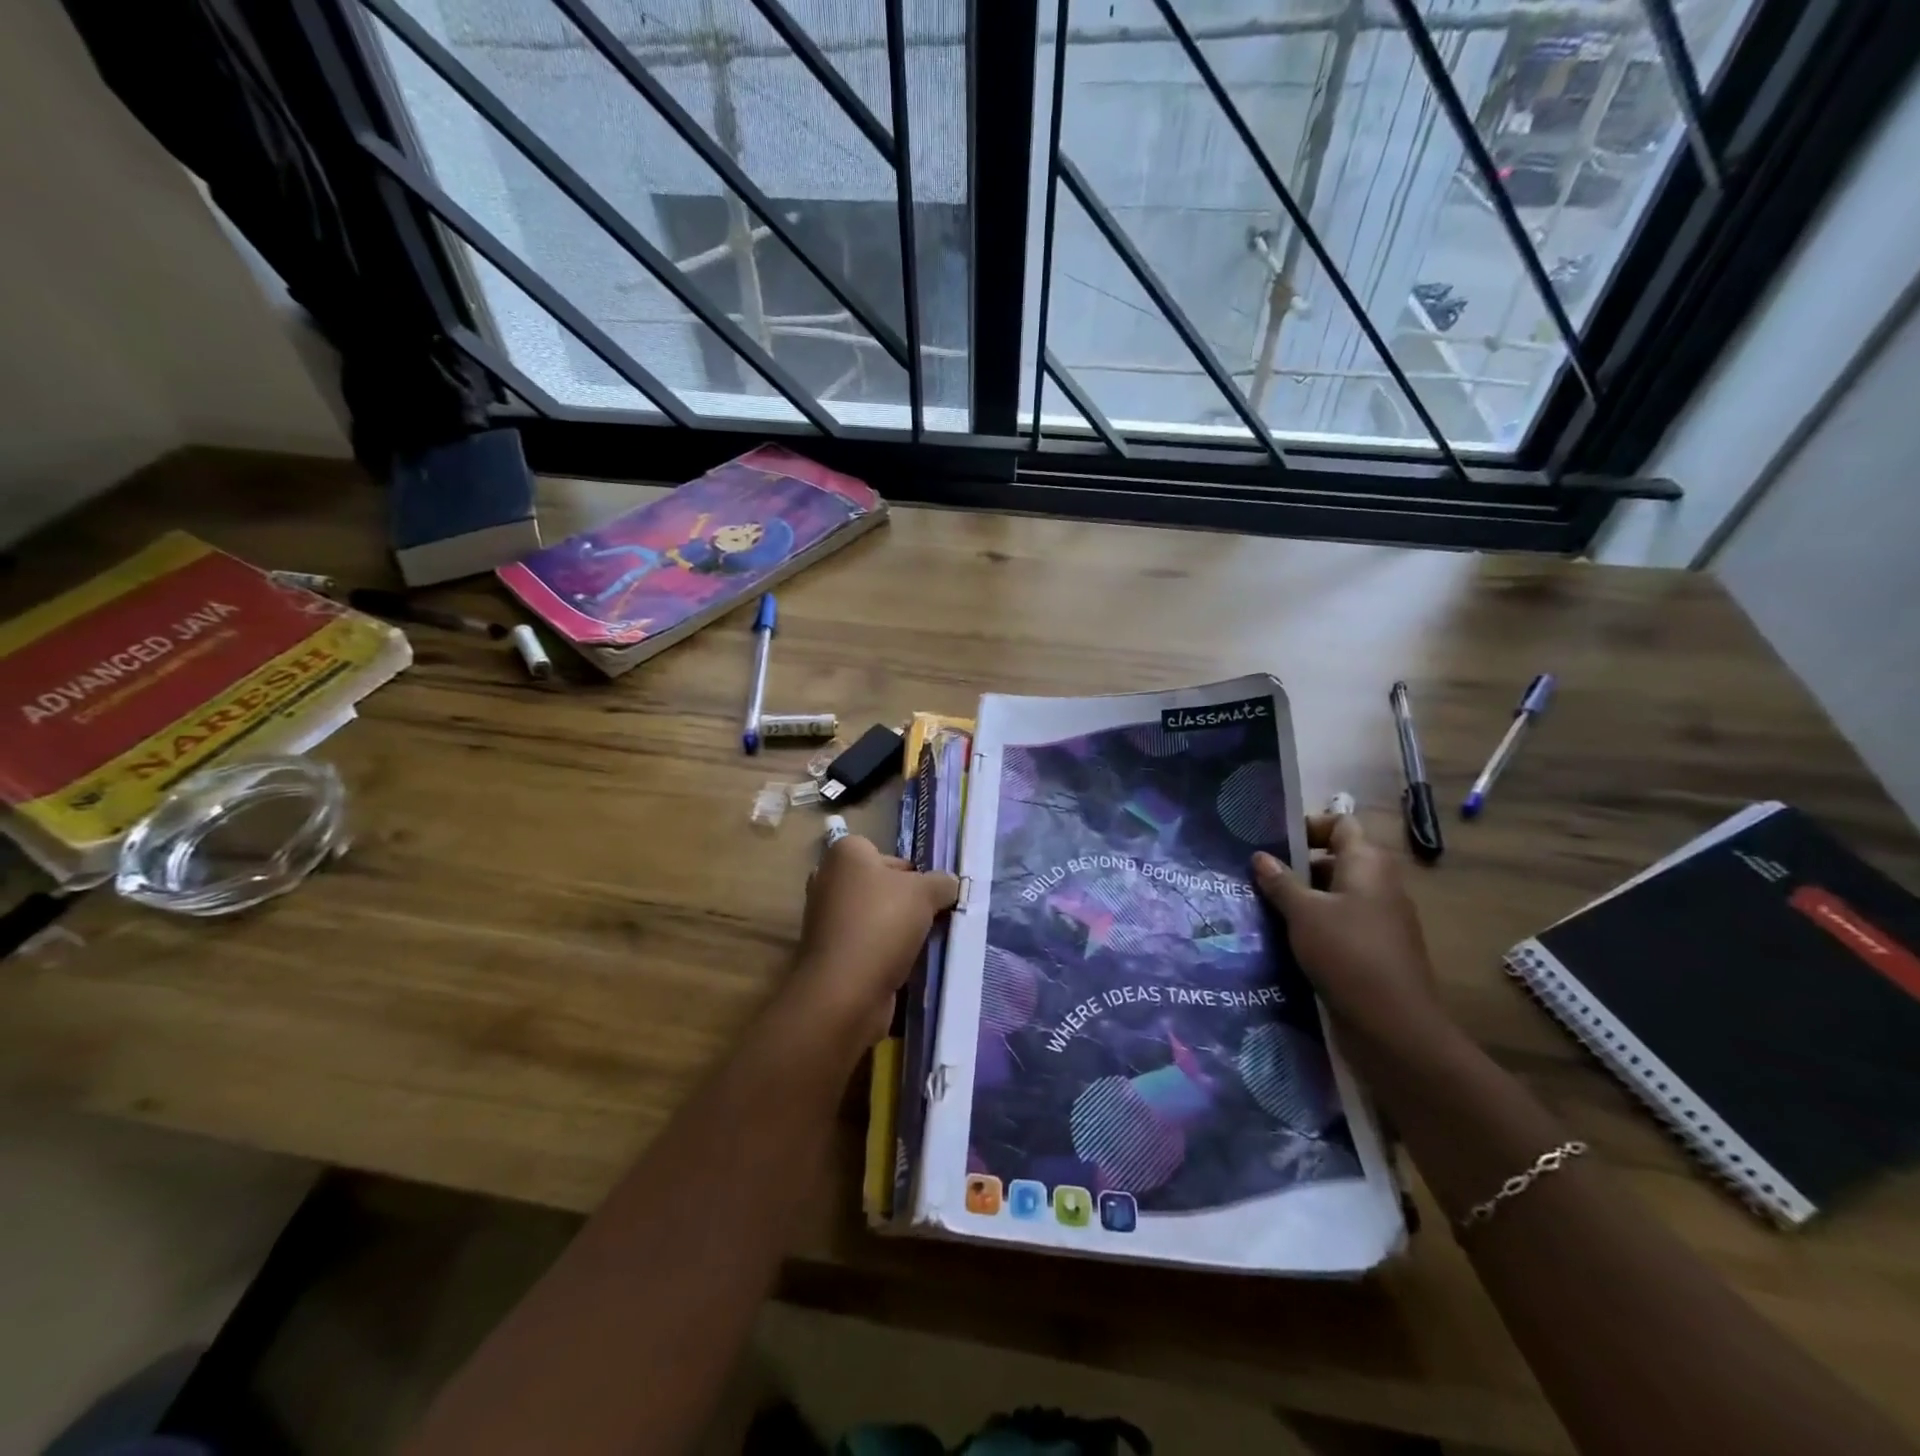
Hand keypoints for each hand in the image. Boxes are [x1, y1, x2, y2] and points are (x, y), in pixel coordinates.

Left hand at [789, 834, 958, 1051]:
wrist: (845, 991)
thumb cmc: (882, 924)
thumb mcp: (926, 892)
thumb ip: (942, 882)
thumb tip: (948, 884)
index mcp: (845, 854)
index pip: (885, 853)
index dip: (912, 870)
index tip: (932, 892)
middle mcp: (828, 880)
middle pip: (881, 885)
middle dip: (907, 900)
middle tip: (935, 916)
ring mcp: (825, 919)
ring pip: (875, 916)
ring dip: (898, 929)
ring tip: (926, 942)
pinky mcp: (829, 953)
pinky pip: (867, 943)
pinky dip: (885, 952)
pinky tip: (907, 963)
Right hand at [1251, 814, 1448, 1057]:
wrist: (1393, 1027)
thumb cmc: (1347, 954)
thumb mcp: (1303, 913)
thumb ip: (1280, 882)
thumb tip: (1260, 856)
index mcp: (1367, 865)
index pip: (1341, 824)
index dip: (1309, 825)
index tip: (1272, 840)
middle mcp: (1378, 885)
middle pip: (1334, 859)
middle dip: (1295, 865)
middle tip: (1254, 874)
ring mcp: (1379, 920)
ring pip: (1333, 895)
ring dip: (1300, 898)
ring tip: (1259, 906)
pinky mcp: (1373, 950)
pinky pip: (1338, 924)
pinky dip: (1312, 926)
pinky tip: (1281, 939)